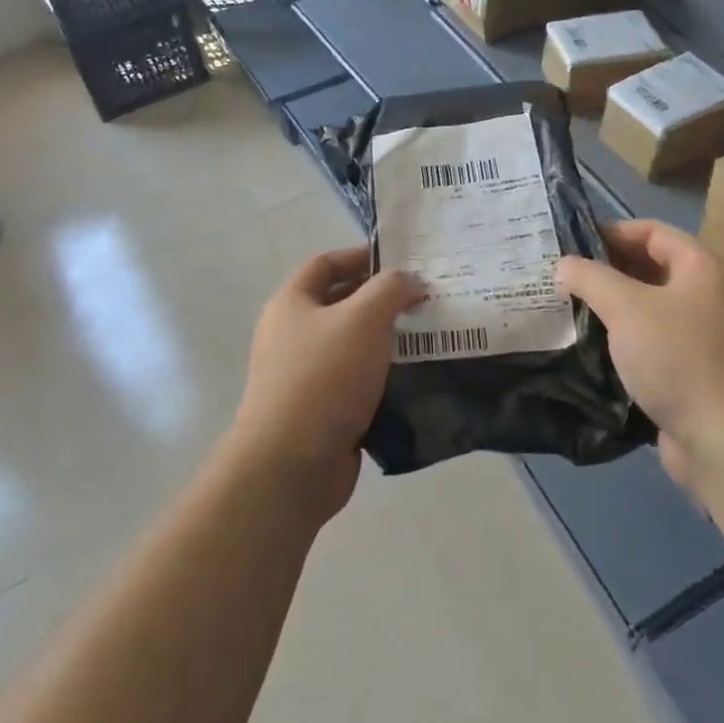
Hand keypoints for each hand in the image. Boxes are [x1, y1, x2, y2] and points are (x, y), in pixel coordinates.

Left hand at [233, 247, 425, 516]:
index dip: (362, 256)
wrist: (291, 466)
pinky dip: (385, 377)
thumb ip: (390, 290)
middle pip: (341, 304)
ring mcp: (306, 376)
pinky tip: (417, 378)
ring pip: (354, 346)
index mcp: (292, 304)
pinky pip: (359, 383)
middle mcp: (293, 335)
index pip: (326, 264)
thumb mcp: (362, 319)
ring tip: (431, 336)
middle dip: (382, 300)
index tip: (403, 261)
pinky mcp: (323, 411)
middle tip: (426, 298)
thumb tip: (410, 280)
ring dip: (389, 341)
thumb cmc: (324, 378)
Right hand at [556, 221, 723, 481]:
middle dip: (608, 271)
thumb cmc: (679, 358)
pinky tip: (594, 349)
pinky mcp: (698, 373)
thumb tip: (564, 264)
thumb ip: (590, 278)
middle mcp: (711, 296)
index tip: (570, 243)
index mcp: (703, 268)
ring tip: (571, 311)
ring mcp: (707, 337)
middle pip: (653, 269)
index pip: (652, 232)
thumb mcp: (626, 308)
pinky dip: (628, 341)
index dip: (611, 232)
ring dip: (615, 308)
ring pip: (652, 310)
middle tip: (563, 278)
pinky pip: (657, 344)